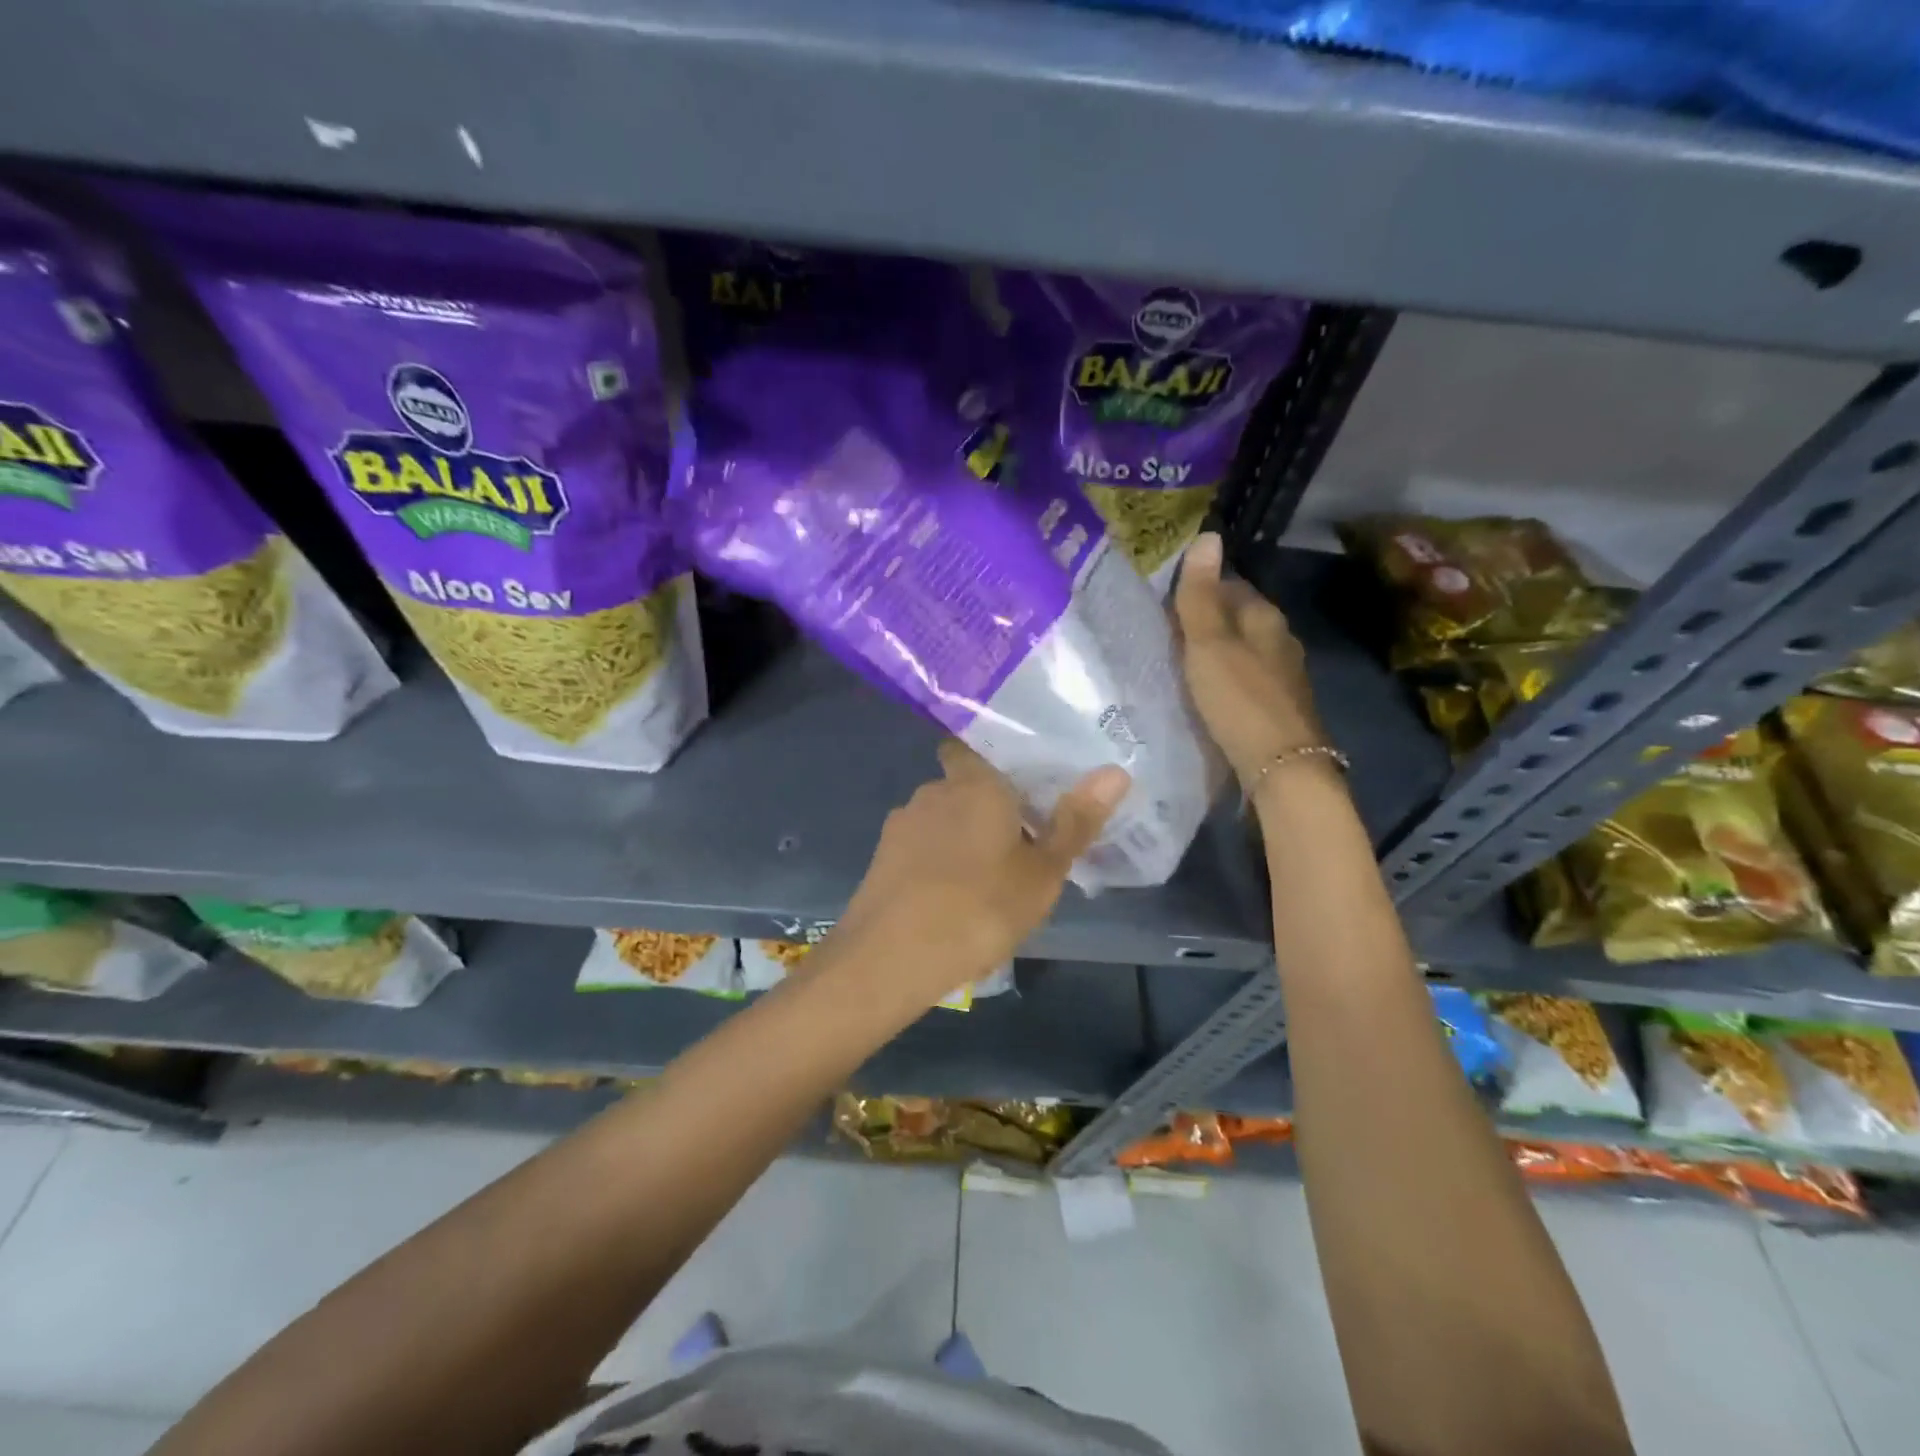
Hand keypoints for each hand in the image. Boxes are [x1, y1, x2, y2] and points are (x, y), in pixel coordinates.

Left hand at [820, 743, 1129, 1009]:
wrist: (888, 959)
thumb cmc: (977, 909)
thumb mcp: (1041, 873)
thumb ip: (1075, 821)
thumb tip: (1115, 771)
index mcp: (974, 783)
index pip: (975, 745)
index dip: (996, 759)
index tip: (1021, 782)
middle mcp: (932, 791)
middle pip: (963, 785)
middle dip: (986, 805)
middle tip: (1021, 839)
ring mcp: (901, 824)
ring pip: (941, 818)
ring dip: (961, 835)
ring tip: (987, 875)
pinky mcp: (881, 858)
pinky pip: (920, 847)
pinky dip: (937, 861)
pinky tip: (950, 896)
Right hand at [1175, 531, 1326, 786]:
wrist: (1281, 767)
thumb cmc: (1240, 700)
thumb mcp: (1209, 645)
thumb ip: (1201, 596)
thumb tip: (1207, 535)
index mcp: (1266, 617)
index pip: (1230, 586)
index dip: (1198, 587)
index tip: (1164, 599)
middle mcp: (1280, 640)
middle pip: (1237, 618)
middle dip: (1205, 620)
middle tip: (1162, 630)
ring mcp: (1282, 676)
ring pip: (1241, 650)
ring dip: (1214, 651)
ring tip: (1177, 660)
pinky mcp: (1277, 707)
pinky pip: (1243, 679)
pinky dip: (1223, 678)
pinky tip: (1204, 692)